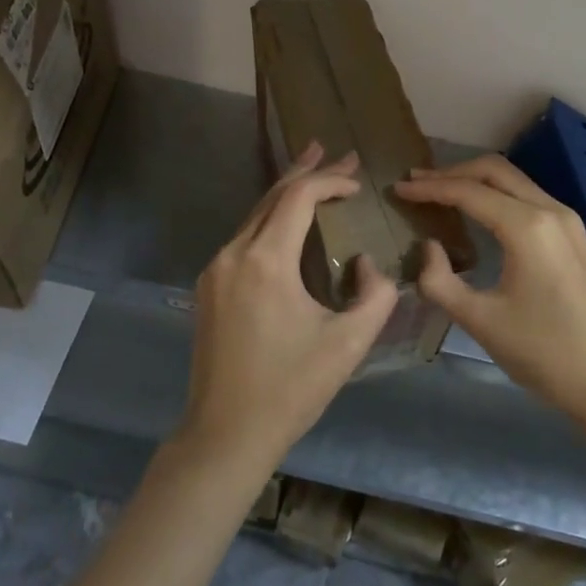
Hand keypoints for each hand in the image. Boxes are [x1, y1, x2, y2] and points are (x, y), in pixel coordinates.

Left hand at [179, 143, 399, 475]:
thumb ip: (375, 294)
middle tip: (336, 150)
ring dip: (287, 192)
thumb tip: (365, 263)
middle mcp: (234, 253)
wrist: (224, 434)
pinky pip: (244, 237)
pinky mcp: (209, 286)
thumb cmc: (290, 389)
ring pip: (255, 214)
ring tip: (314, 169)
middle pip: (272, 195)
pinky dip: (270, 219)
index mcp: (265, 261)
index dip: (331, 181)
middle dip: (308, 170)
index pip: (298, 197)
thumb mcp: (349, 344)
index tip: (359, 183)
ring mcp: (216, 269)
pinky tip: (287, 220)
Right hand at [395, 155, 585, 417]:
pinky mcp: (572, 232)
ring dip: (474, 179)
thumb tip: (427, 247)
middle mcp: (549, 210)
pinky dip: (495, 192)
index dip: (430, 188)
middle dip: (451, 172)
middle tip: (416, 182)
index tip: (399, 189)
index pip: (468, 192)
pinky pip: (526, 195)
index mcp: (527, 227)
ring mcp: (566, 218)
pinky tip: (475, 209)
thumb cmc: (542, 352)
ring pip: (512, 179)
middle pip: (493, 170)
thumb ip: (440, 281)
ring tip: (438, 190)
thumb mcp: (480, 321)